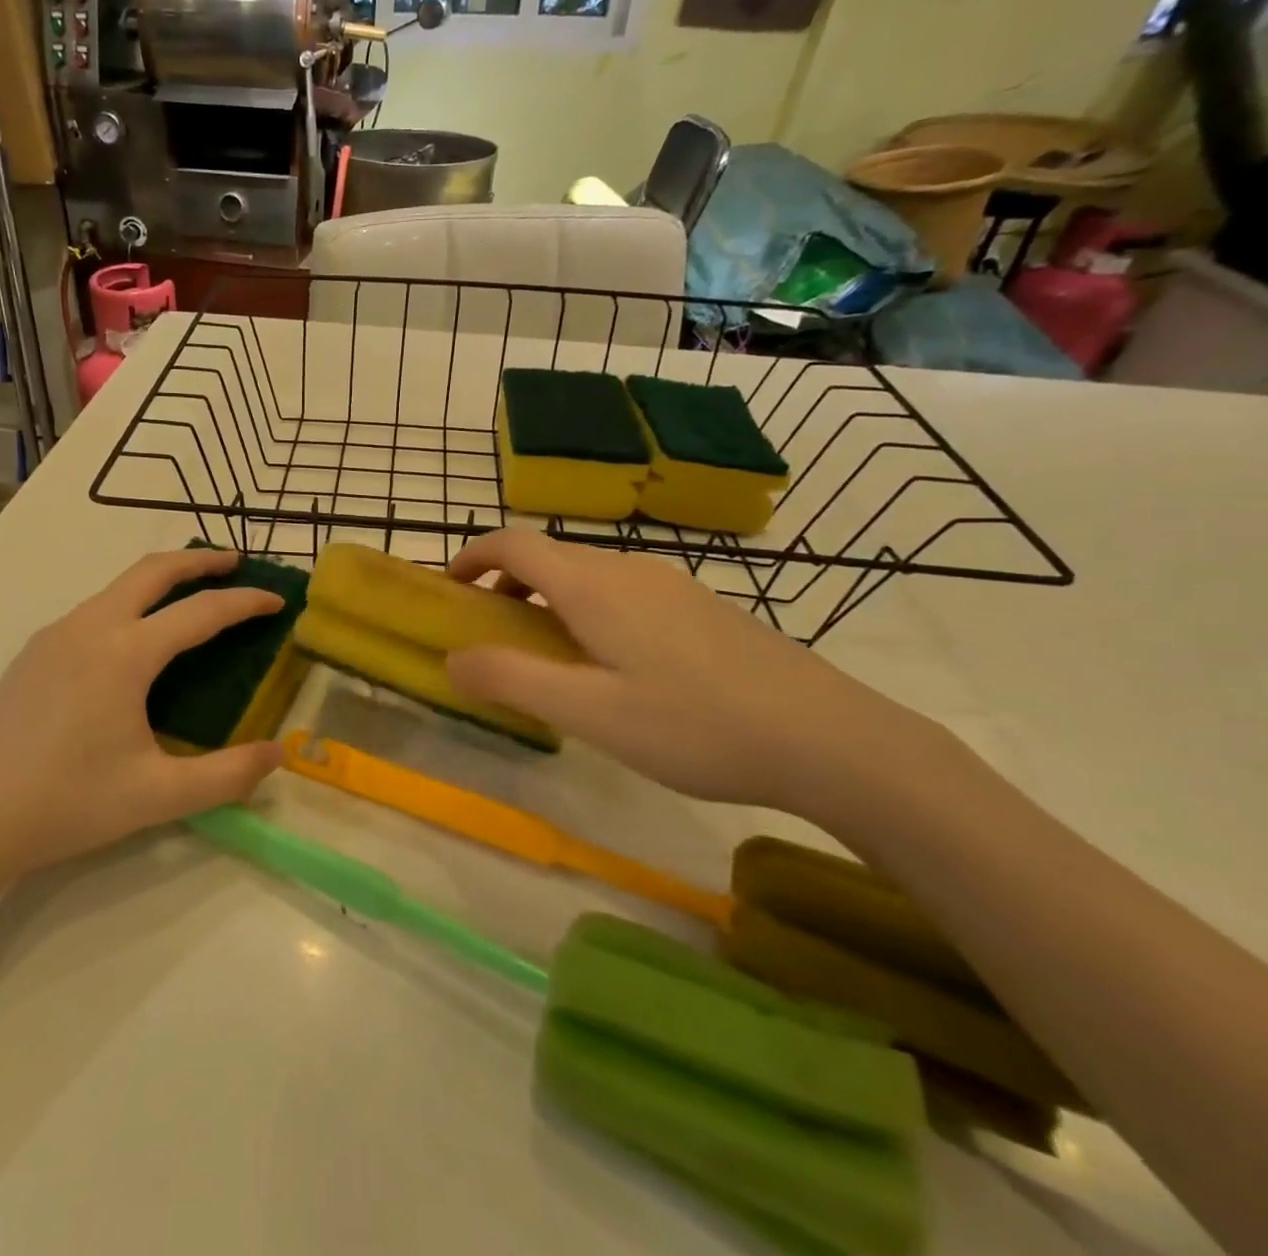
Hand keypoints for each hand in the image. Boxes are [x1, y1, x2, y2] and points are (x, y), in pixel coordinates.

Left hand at [0, 548, 285, 891]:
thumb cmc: (66, 804)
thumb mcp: (158, 795)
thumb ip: (228, 775)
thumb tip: (279, 754)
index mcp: (124, 653)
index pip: (201, 612)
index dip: (245, 603)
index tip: (277, 600)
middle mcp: (89, 627)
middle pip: (153, 570)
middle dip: (199, 560)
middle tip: (236, 562)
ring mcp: (54, 636)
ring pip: (118, 586)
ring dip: (161, 579)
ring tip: (191, 595)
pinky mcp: (32, 654)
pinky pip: (94, 609)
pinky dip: (130, 602)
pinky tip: (135, 639)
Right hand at [443, 529, 932, 814]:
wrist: (829, 737)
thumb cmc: (696, 724)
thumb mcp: (590, 713)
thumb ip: (512, 680)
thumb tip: (453, 658)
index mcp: (594, 585)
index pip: (515, 542)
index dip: (473, 556)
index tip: (450, 589)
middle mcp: (629, 569)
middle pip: (550, 557)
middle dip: (507, 587)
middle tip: (494, 638)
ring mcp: (671, 584)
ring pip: (588, 577)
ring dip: (549, 602)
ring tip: (550, 661)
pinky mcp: (700, 606)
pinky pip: (623, 593)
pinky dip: (588, 613)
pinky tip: (615, 670)